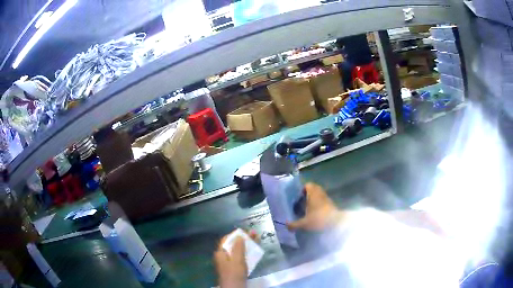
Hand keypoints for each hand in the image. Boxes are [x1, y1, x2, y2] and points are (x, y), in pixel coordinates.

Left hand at [214, 230, 256, 287]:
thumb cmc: (234, 273)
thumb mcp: (237, 259)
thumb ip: (238, 247)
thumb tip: (239, 235)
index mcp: (220, 253)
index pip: (226, 239)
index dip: (235, 234)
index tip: (245, 231)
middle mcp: (223, 256)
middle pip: (232, 245)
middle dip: (243, 239)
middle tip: (254, 234)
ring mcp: (228, 262)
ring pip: (237, 250)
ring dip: (246, 245)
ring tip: (257, 239)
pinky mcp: (234, 268)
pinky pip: (240, 257)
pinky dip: (247, 252)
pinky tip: (254, 251)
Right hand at [287, 183, 342, 230]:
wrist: (336, 223)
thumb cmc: (319, 219)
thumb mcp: (304, 223)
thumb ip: (294, 224)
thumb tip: (286, 225)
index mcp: (313, 194)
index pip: (308, 185)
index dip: (302, 189)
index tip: (297, 197)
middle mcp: (320, 194)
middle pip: (313, 189)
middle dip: (307, 195)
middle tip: (301, 203)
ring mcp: (327, 199)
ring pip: (318, 195)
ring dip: (313, 200)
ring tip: (306, 209)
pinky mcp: (331, 205)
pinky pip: (322, 201)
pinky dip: (318, 205)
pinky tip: (314, 214)